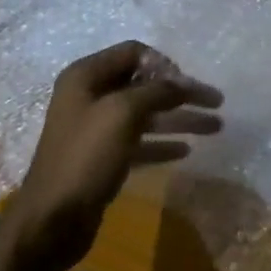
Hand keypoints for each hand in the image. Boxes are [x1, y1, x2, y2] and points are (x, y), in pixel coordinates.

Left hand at [0, 41, 222, 269]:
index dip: (164, 64)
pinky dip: (163, 143)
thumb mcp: (122, 113)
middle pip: (145, 85)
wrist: (53, 217)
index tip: (188, 84)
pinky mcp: (104, 158)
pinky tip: (186, 150)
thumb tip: (184, 82)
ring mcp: (97, 129)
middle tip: (216, 103)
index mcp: (86, 77)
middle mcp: (90, 97)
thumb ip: (157, 91)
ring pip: (147, 115)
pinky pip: (140, 143)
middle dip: (181, 93)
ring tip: (215, 127)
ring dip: (180, 118)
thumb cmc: (85, 157)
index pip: (133, 52)